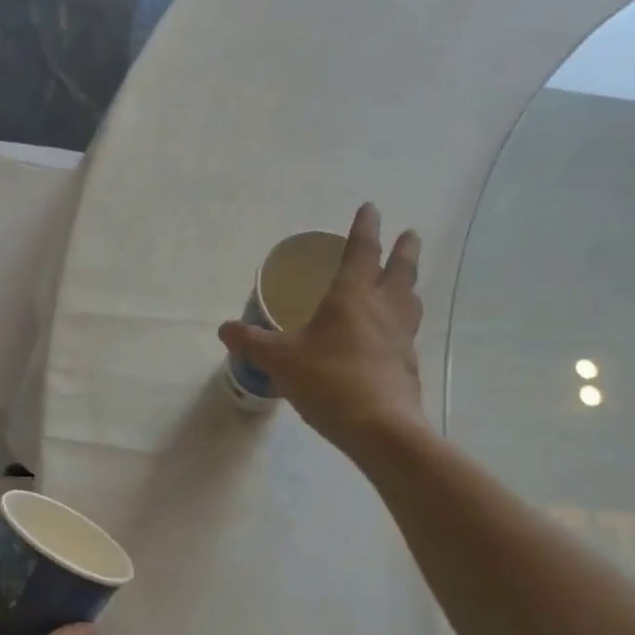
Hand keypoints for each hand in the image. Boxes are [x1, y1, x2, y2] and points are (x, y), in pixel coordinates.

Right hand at [219, 202, 424, 454]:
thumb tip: (224, 329)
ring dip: (409, 284)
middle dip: (403, 249)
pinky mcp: (408, 364)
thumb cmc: (327, 381)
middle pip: (400, 270)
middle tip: (409, 234)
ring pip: (410, 300)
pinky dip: (403, 322)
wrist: (379, 427)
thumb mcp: (279, 360)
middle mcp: (382, 309)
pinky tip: (394, 335)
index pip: (362, 251)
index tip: (371, 208)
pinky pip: (407, 332)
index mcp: (351, 297)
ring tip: (406, 280)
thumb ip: (251, 342)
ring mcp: (400, 337)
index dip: (365, 227)